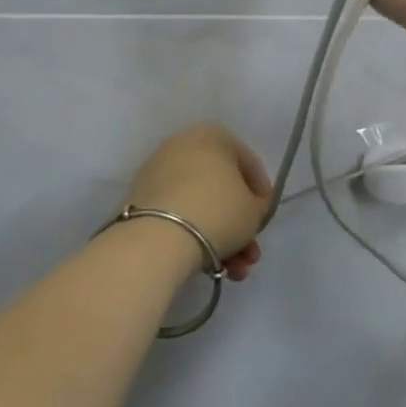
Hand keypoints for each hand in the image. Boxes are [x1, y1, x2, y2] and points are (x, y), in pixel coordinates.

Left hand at [124, 124, 271, 280]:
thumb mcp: (255, 210)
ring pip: (200, 204)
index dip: (262, 195)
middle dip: (239, 225)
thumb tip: (249, 207)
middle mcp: (182, 145)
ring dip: (222, 238)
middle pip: (221, 188)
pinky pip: (178, 214)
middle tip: (249, 254)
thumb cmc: (218, 212)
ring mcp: (158, 171)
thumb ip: (258, 204)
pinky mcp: (140, 198)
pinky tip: (209, 265)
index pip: (248, 164)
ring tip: (233, 270)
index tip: (264, 220)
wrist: (159, 237)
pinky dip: (194, 235)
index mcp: (213, 136)